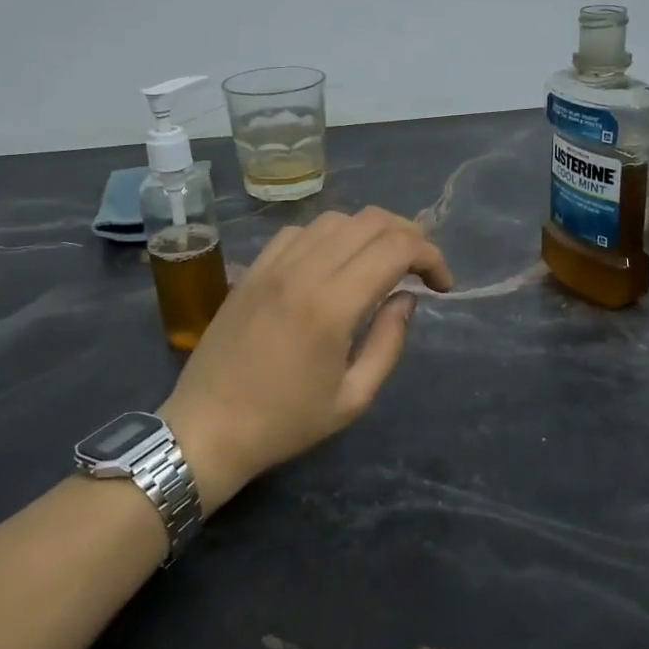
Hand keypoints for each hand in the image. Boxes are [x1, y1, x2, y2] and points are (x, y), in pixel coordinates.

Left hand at [159, 207, 451, 511]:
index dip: (431, 256)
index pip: (396, 248)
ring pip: (335, 219)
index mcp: (332, 306)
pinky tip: (333, 263)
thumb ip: (388, 342)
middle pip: (370, 221)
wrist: (206, 429)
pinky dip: (329, 236)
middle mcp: (303, 272)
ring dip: (369, 232)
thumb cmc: (284, 423)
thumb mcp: (353, 398)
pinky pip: (298, 232)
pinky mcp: (252, 270)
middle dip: (409, 234)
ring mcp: (272, 266)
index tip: (442, 285)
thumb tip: (406, 298)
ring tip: (382, 262)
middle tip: (422, 267)